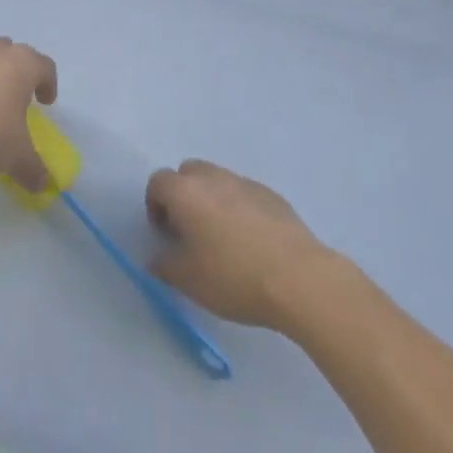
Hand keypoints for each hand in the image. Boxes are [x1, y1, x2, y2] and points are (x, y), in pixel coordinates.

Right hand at [146, 160, 334, 330]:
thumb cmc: (232, 277)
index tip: (165, 233)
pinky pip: (244, 193)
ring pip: (218, 180)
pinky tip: (251, 241)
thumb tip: (157, 256)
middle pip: (188, 172)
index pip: (158, 182)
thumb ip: (164, 265)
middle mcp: (213, 177)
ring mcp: (245, 182)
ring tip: (222, 237)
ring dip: (211, 199)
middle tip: (190, 230)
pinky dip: (239, 208)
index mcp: (186, 192)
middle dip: (183, 195)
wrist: (296, 277)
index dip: (155, 205)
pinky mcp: (272, 194)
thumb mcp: (188, 280)